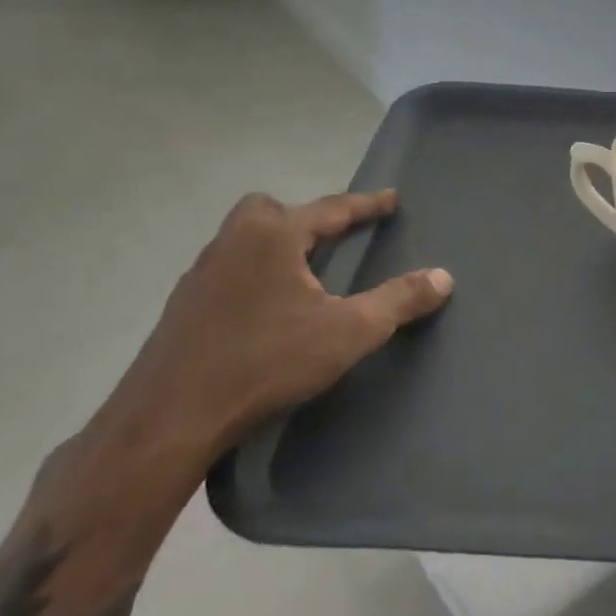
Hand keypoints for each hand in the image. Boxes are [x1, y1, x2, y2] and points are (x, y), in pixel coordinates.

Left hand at [102, 191, 452, 481]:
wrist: (171, 417)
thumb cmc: (267, 361)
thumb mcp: (349, 332)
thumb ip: (399, 300)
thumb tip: (444, 276)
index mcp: (272, 237)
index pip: (331, 209)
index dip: (366, 205)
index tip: (391, 198)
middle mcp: (232, 243)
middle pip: (269, 211)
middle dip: (303, 218)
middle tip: (332, 239)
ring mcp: (201, 275)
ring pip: (244, 241)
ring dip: (277, 247)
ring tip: (306, 275)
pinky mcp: (184, 308)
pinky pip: (229, 271)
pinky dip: (255, 276)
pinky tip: (268, 311)